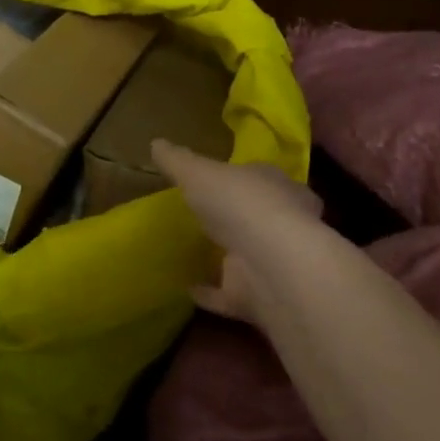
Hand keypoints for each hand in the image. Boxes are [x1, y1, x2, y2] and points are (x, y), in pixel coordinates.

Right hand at [151, 139, 323, 327]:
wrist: (271, 263)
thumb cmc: (240, 203)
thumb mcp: (199, 172)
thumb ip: (178, 160)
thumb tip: (156, 143)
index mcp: (276, 185)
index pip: (261, 177)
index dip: (241, 178)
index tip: (220, 180)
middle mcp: (282, 221)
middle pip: (259, 216)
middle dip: (237, 218)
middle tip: (207, 218)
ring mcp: (272, 262)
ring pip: (247, 255)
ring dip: (225, 256)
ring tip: (194, 253)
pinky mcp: (259, 297)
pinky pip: (228, 294)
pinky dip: (210, 292)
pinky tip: (187, 289)